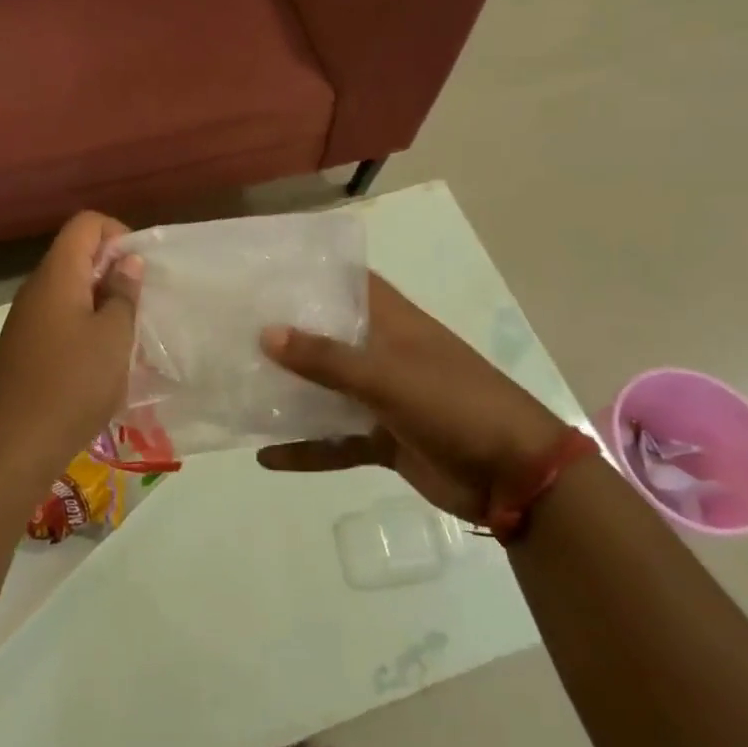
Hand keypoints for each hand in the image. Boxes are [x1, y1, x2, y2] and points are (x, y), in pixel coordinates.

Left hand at [0, 212, 140, 487]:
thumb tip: (127, 261)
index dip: (118, 234)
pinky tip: (101, 361)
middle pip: (76, 254)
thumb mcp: (113, 337)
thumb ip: (124, 293)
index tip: (140, 270)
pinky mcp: (24, 347)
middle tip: (140, 305)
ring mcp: (26, 319)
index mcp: (57, 275)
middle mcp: (37, 288)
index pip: (86, 223)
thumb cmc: (72, 385)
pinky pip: (60, 318)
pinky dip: (84, 325)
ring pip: (70, 289)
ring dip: (101, 301)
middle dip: (113, 270)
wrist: (14, 447)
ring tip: (126, 335)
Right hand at [257, 274, 566, 524]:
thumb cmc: (453, 403)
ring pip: (327, 390)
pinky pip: (335, 441)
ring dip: (291, 393)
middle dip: (288, 334)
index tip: (265, 271)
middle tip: (233, 328)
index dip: (313, 274)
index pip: (350, 284)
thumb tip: (265, 333)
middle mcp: (385, 353)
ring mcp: (384, 398)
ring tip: (238, 387)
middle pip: (329, 337)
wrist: (514, 476)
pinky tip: (266, 456)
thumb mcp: (387, 377)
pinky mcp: (384, 439)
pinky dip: (306, 449)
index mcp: (393, 323)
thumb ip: (326, 359)